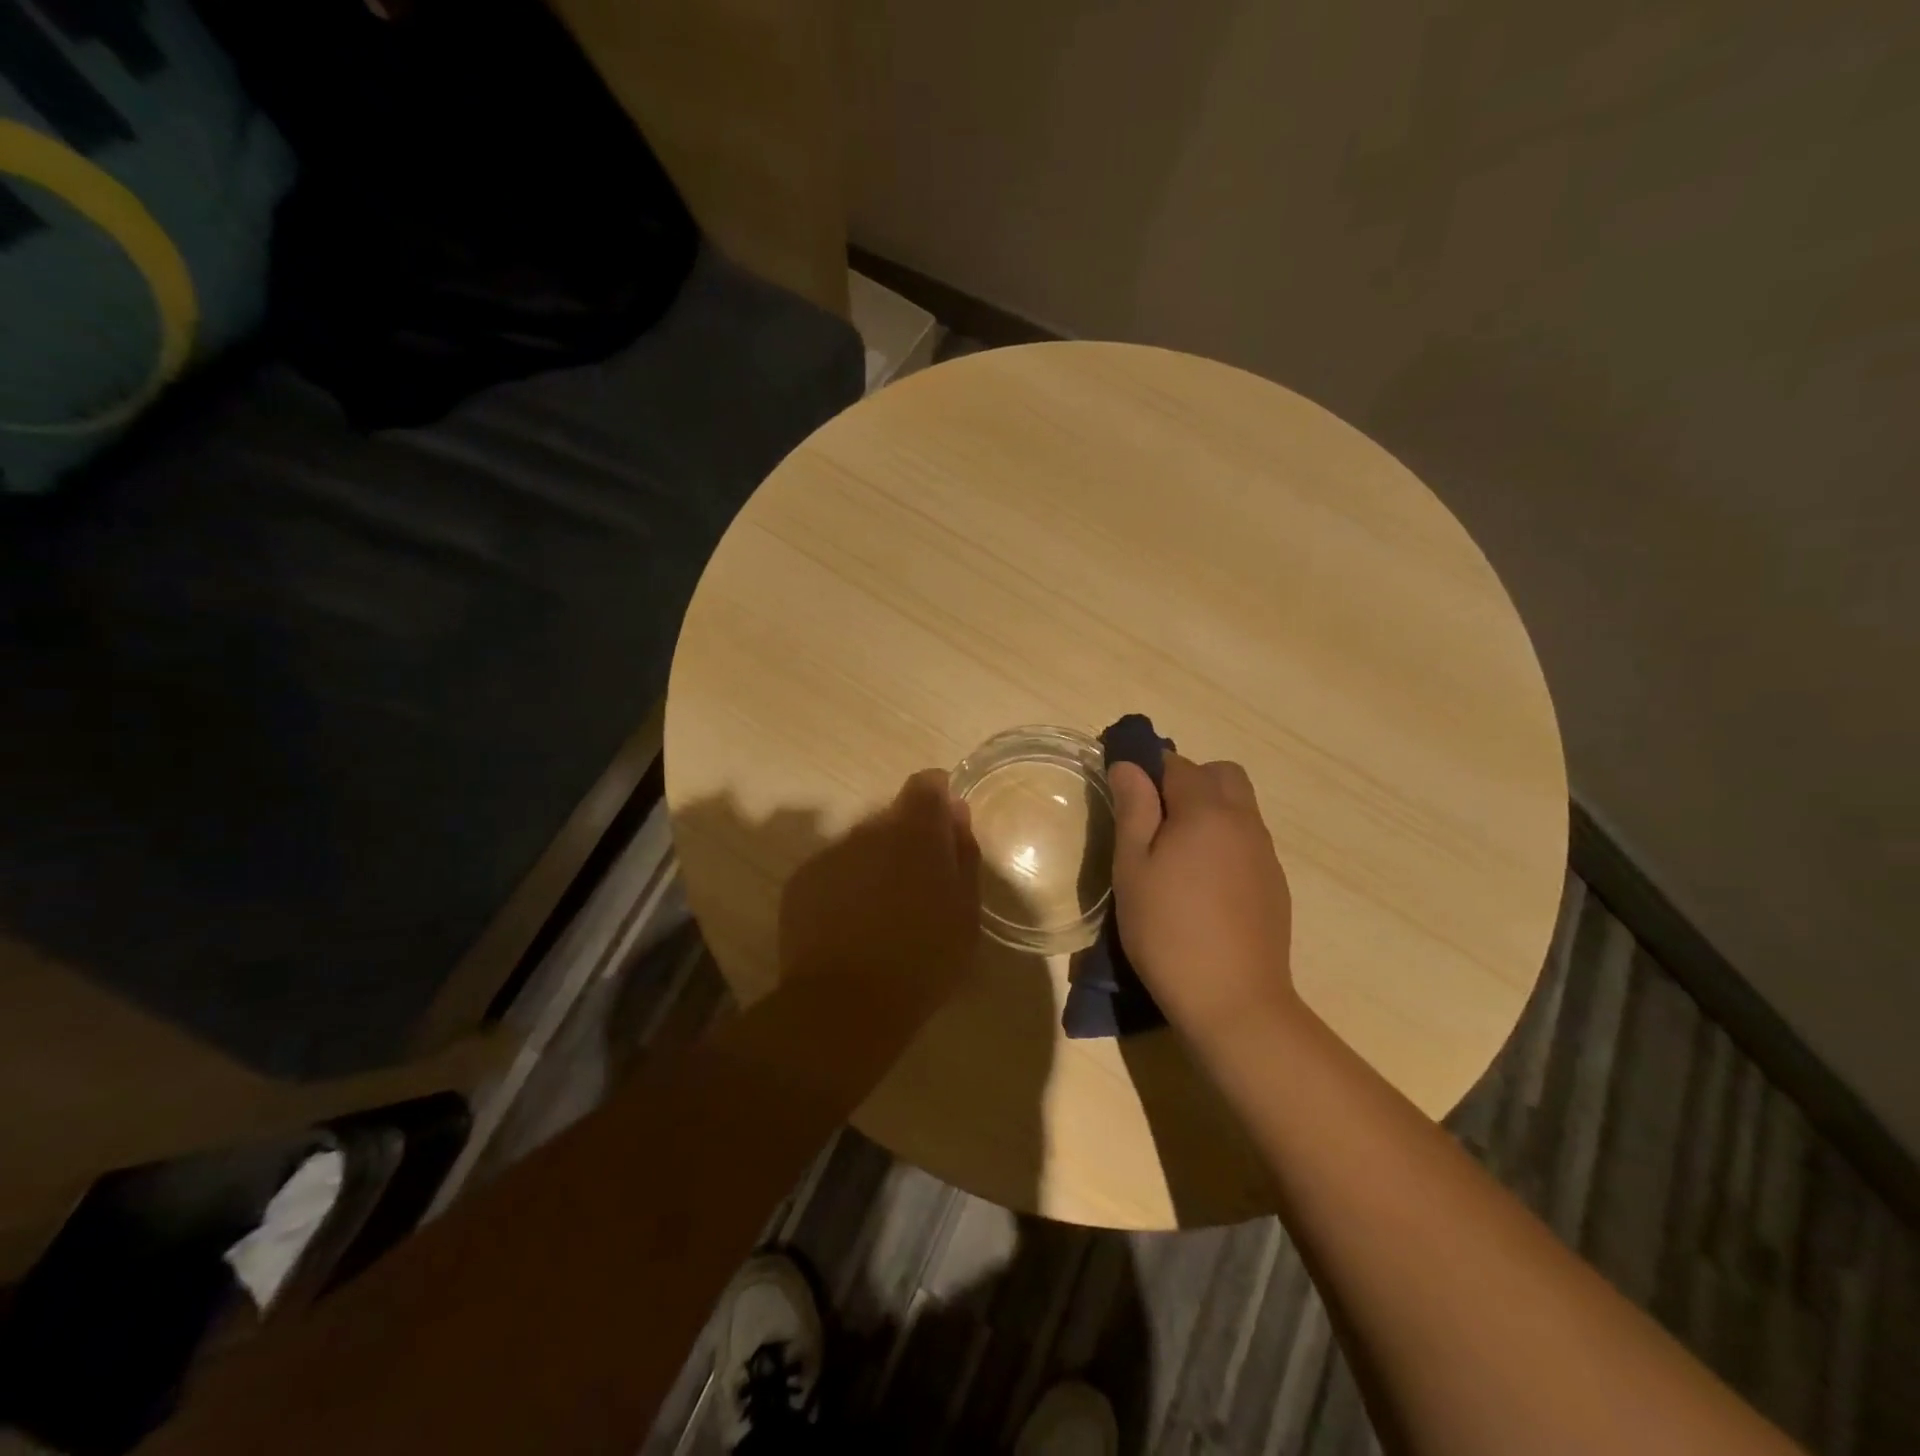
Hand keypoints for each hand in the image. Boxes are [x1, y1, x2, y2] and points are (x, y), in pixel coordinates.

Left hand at [779, 769, 982, 1006]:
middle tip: (919, 888)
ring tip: (883, 913)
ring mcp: (831, 853)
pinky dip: (846, 886)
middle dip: (908, 841)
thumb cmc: (923, 960)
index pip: (927, 786)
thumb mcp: (965, 911)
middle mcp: (870, 830)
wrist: (846, 1004)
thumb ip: (963, 853)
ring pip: (862, 845)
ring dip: (876, 864)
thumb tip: (955, 813)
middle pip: (893, 818)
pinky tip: (851, 925)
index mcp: (916, 832)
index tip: (945, 829)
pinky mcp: (802, 880)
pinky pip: (834, 870)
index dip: (938, 799)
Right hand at [1109, 754, 1297, 1044]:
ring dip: (1208, 810)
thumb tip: (1128, 765)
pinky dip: (1224, 841)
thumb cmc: (1167, 930)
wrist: (1233, 1001)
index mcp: (1206, 811)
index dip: (1148, 769)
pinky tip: (1204, 884)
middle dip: (1187, 781)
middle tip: (1154, 819)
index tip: (1125, 794)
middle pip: (1220, 774)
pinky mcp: (1275, 883)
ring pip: (1238, 807)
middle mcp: (1244, 821)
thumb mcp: (1133, 868)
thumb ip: (1133, 809)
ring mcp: (1265, 853)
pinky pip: (1248, 840)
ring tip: (1176, 854)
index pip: (1176, 764)